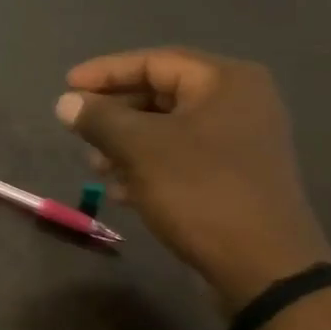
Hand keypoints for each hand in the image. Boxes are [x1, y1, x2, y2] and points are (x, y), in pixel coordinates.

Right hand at [56, 48, 330, 314]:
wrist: (264, 267)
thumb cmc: (201, 192)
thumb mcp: (141, 149)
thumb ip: (99, 119)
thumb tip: (66, 103)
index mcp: (225, 82)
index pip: (154, 61)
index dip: (105, 72)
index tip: (67, 87)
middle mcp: (239, 102)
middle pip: (161, 94)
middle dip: (114, 113)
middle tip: (77, 129)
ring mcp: (240, 141)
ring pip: (168, 130)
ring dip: (126, 143)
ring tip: (94, 165)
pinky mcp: (235, 176)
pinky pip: (182, 157)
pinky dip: (148, 166)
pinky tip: (120, 191)